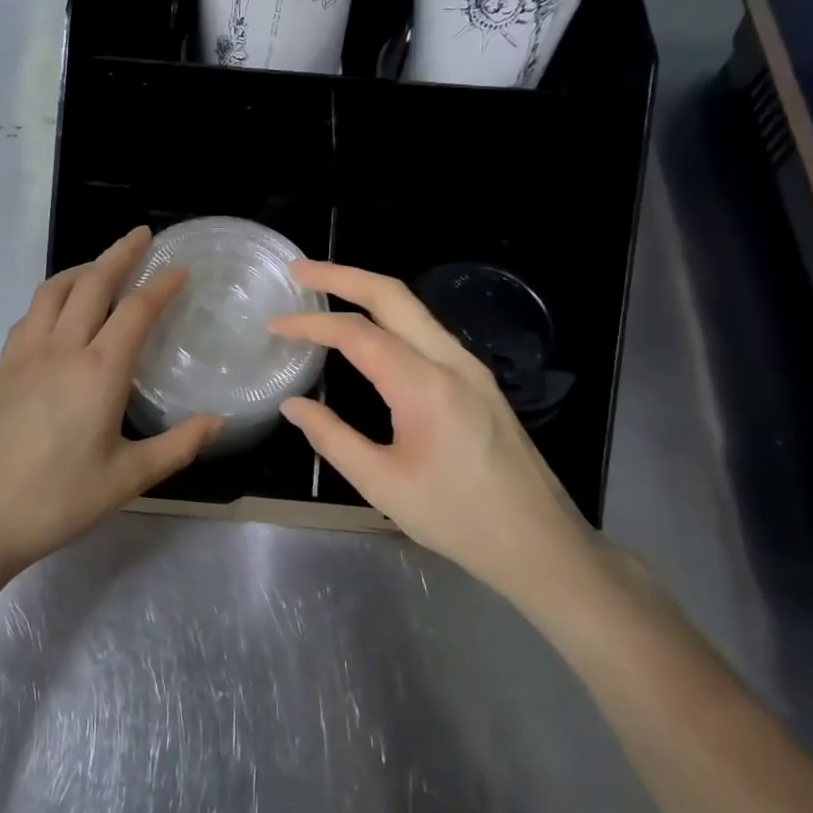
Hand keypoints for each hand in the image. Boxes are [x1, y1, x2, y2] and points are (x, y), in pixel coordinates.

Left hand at [0, 227, 220, 576]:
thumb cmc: (57, 500)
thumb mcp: (127, 479)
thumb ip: (177, 447)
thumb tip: (217, 422)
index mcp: (98, 372)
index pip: (135, 310)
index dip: (161, 285)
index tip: (180, 269)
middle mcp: (61, 349)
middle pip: (92, 284)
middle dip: (120, 254)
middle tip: (142, 237)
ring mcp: (25, 354)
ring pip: (54, 290)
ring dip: (83, 268)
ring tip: (103, 265)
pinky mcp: (3, 367)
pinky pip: (31, 313)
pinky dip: (52, 295)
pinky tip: (60, 310)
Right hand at [268, 261, 597, 601]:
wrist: (538, 543)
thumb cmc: (457, 518)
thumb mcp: (382, 484)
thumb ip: (332, 438)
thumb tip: (294, 405)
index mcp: (425, 386)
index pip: (358, 334)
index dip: (311, 324)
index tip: (274, 325)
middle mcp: (452, 362)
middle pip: (393, 295)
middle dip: (342, 275)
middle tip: (298, 270)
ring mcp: (471, 368)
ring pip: (413, 308)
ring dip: (366, 292)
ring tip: (324, 290)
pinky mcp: (478, 381)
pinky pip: (426, 331)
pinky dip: (388, 317)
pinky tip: (367, 332)